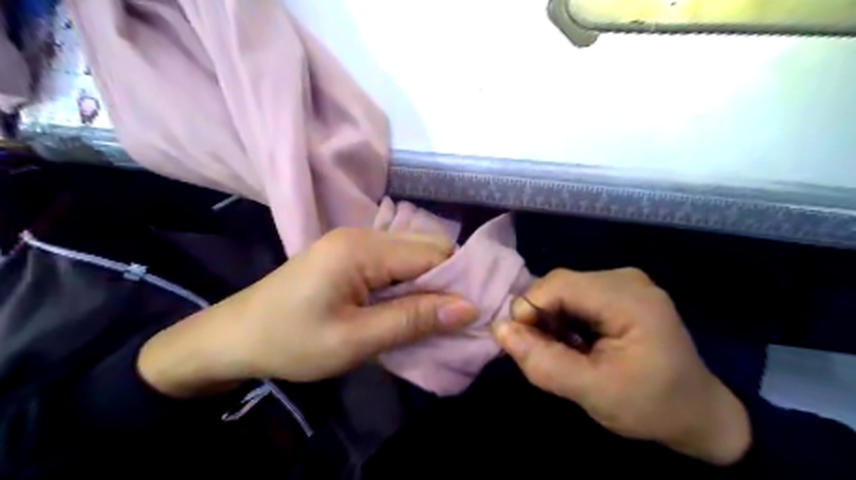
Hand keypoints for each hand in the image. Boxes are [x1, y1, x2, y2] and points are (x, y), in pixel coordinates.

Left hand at [138, 228, 474, 397]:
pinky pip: (395, 261)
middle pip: (426, 247)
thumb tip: (468, 308)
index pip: (433, 253)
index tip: (471, 314)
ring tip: (430, 315)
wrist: (235, 337)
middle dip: (445, 280)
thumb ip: (413, 320)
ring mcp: (355, 241)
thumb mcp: (355, 340)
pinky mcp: (350, 254)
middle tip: (450, 318)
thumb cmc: (291, 342)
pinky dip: (409, 282)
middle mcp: (363, 234)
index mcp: (362, 249)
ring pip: (412, 254)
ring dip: (427, 283)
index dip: (457, 281)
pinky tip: (406, 305)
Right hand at [496, 269, 750, 465]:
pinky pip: (575, 295)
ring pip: (563, 289)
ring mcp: (623, 282)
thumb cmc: (651, 408)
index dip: (528, 309)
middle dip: (539, 316)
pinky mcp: (619, 292)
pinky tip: (573, 342)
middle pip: (560, 284)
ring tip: (560, 351)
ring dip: (550, 318)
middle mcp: (625, 279)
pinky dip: (563, 318)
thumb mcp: (593, 393)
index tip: (520, 344)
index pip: (559, 285)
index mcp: (629, 299)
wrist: (699, 415)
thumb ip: (543, 362)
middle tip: (541, 353)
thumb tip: (498, 329)